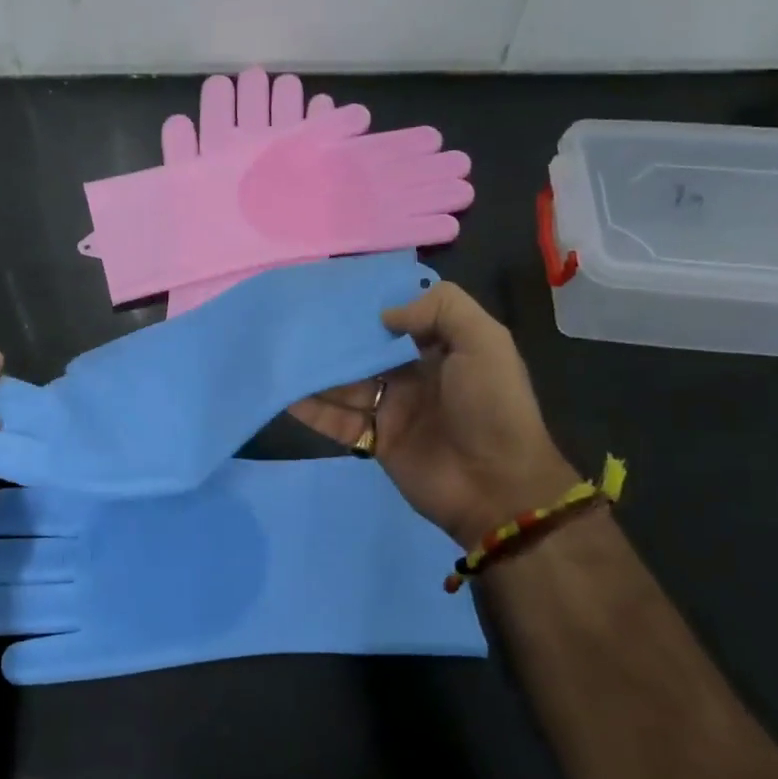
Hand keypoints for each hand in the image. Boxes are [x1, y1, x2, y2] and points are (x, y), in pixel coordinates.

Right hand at [290, 282, 576, 550]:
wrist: (497, 487)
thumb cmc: (492, 407)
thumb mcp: (485, 342)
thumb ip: (442, 310)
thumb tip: (384, 315)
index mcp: (440, 349)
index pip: (399, 319)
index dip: (370, 305)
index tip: (333, 290)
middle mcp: (413, 375)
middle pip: (365, 351)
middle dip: (334, 337)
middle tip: (295, 320)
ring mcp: (391, 409)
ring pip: (344, 383)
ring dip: (316, 371)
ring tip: (280, 352)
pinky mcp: (375, 441)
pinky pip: (337, 420)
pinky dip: (311, 409)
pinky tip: (284, 393)